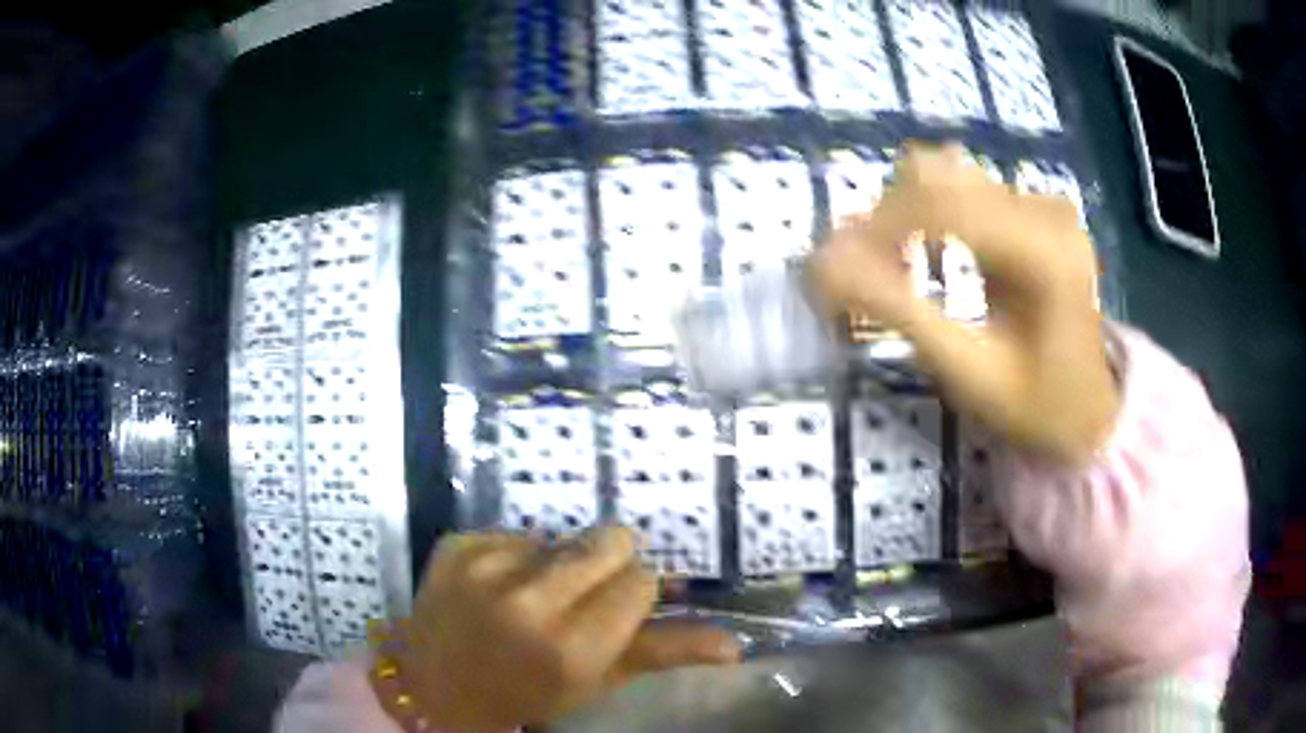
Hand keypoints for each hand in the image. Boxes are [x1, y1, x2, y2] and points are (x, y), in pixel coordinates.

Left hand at [388, 528, 739, 731]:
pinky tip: (498, 588)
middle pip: (608, 541)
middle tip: (585, 595)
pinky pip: (515, 534)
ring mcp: (484, 567)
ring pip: (563, 536)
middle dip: (608, 564)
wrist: (435, 687)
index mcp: (571, 648)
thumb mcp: (597, 682)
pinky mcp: (456, 544)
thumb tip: (735, 644)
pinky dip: (517, 557)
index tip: (616, 610)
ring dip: (560, 562)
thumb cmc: (526, 693)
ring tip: (536, 596)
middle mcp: (528, 602)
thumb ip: (664, 654)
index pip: (641, 581)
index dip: (634, 593)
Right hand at [813, 142, 1118, 464]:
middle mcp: (1045, 210)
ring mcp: (1043, 203)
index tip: (833, 272)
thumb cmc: (1036, 406)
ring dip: (906, 214)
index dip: (874, 228)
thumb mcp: (968, 370)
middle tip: (865, 278)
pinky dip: (933, 217)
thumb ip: (899, 312)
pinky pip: (966, 189)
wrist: (1090, 411)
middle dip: (886, 221)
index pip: (938, 203)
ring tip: (898, 269)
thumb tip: (822, 264)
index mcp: (1043, 251)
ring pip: (946, 174)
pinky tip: (935, 259)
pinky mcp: (1036, 208)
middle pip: (937, 176)